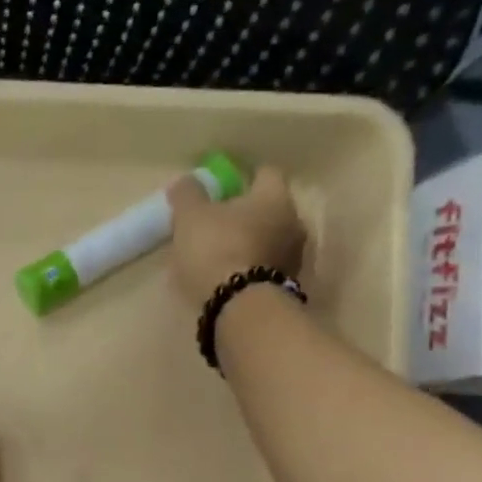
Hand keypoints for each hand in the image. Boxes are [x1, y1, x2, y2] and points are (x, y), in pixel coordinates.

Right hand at [167, 165, 306, 310]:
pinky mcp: (287, 285)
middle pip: (269, 208)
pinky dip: (251, 266)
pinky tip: (229, 277)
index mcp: (274, 196)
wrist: (240, 307)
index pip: (264, 173)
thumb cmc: (217, 250)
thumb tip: (186, 180)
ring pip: (270, 238)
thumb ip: (188, 194)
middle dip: (246, 213)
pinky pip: (267, 266)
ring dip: (250, 242)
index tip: (220, 189)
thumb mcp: (190, 217)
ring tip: (220, 254)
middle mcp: (293, 220)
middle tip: (216, 223)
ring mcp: (294, 256)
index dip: (241, 178)